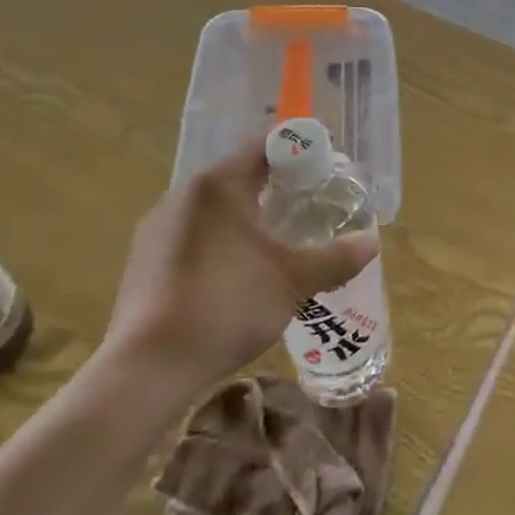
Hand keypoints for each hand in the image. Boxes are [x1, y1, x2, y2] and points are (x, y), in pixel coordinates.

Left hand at [101, 141, 378, 407]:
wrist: (147, 369)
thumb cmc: (229, 306)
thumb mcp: (295, 281)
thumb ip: (338, 256)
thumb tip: (371, 241)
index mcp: (220, 183)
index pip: (267, 145)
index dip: (301, 150)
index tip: (327, 167)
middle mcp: (185, 192)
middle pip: (240, 173)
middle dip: (278, 185)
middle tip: (310, 204)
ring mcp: (158, 226)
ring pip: (215, 205)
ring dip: (247, 213)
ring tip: (276, 241)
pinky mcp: (143, 259)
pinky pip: (192, 233)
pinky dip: (220, 239)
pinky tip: (235, 273)